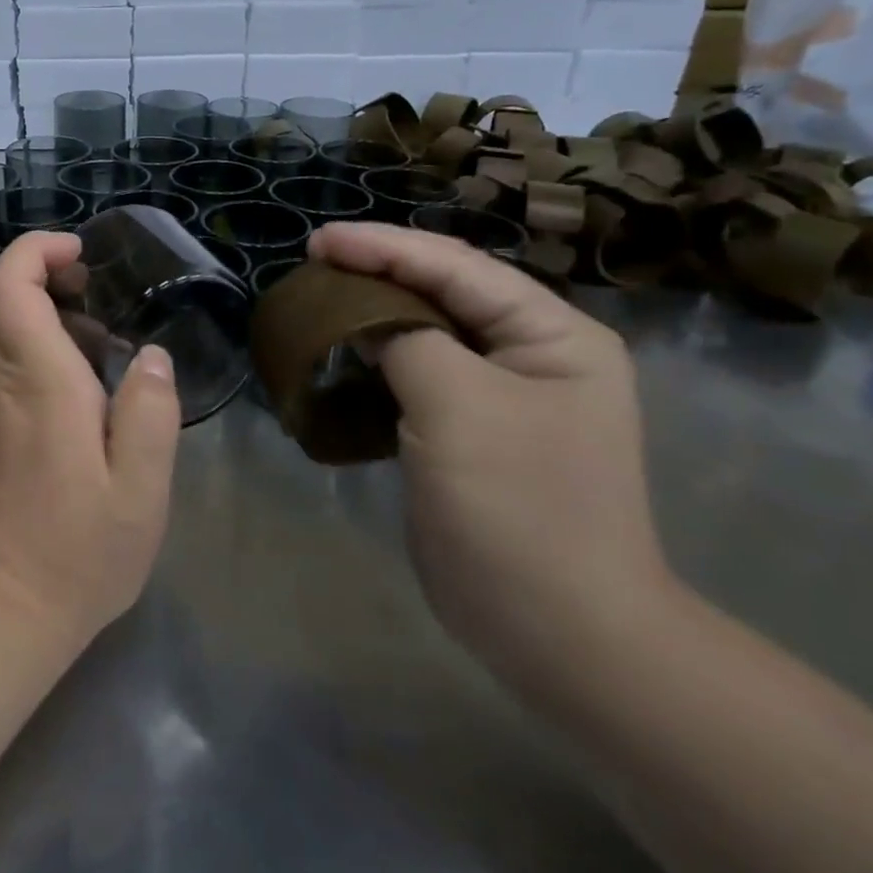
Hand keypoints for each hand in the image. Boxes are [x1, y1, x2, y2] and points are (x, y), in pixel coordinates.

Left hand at [0, 232, 181, 649]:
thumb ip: (150, 412)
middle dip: (41, 275)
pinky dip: (35, 359)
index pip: (6, 283)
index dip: (36, 250)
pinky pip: (1, 371)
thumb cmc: (74, 551)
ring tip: (102, 359)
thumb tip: (150, 357)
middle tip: (94, 298)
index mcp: (35, 380)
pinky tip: (77, 405)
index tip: (79, 257)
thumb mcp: (140, 490)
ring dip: (45, 322)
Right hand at [311, 223, 673, 683]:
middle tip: (313, 265)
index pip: (457, 267)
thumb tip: (364, 320)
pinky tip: (341, 356)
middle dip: (377, 274)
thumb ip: (405, 340)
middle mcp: (533, 354)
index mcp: (552, 334)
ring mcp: (502, 397)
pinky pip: (417, 378)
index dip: (383, 247)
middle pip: (443, 293)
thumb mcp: (457, 405)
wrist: (559, 632)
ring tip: (319, 301)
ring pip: (425, 334)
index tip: (317, 241)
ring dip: (372, 316)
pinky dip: (375, 363)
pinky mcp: (470, 434)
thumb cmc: (518, 507)